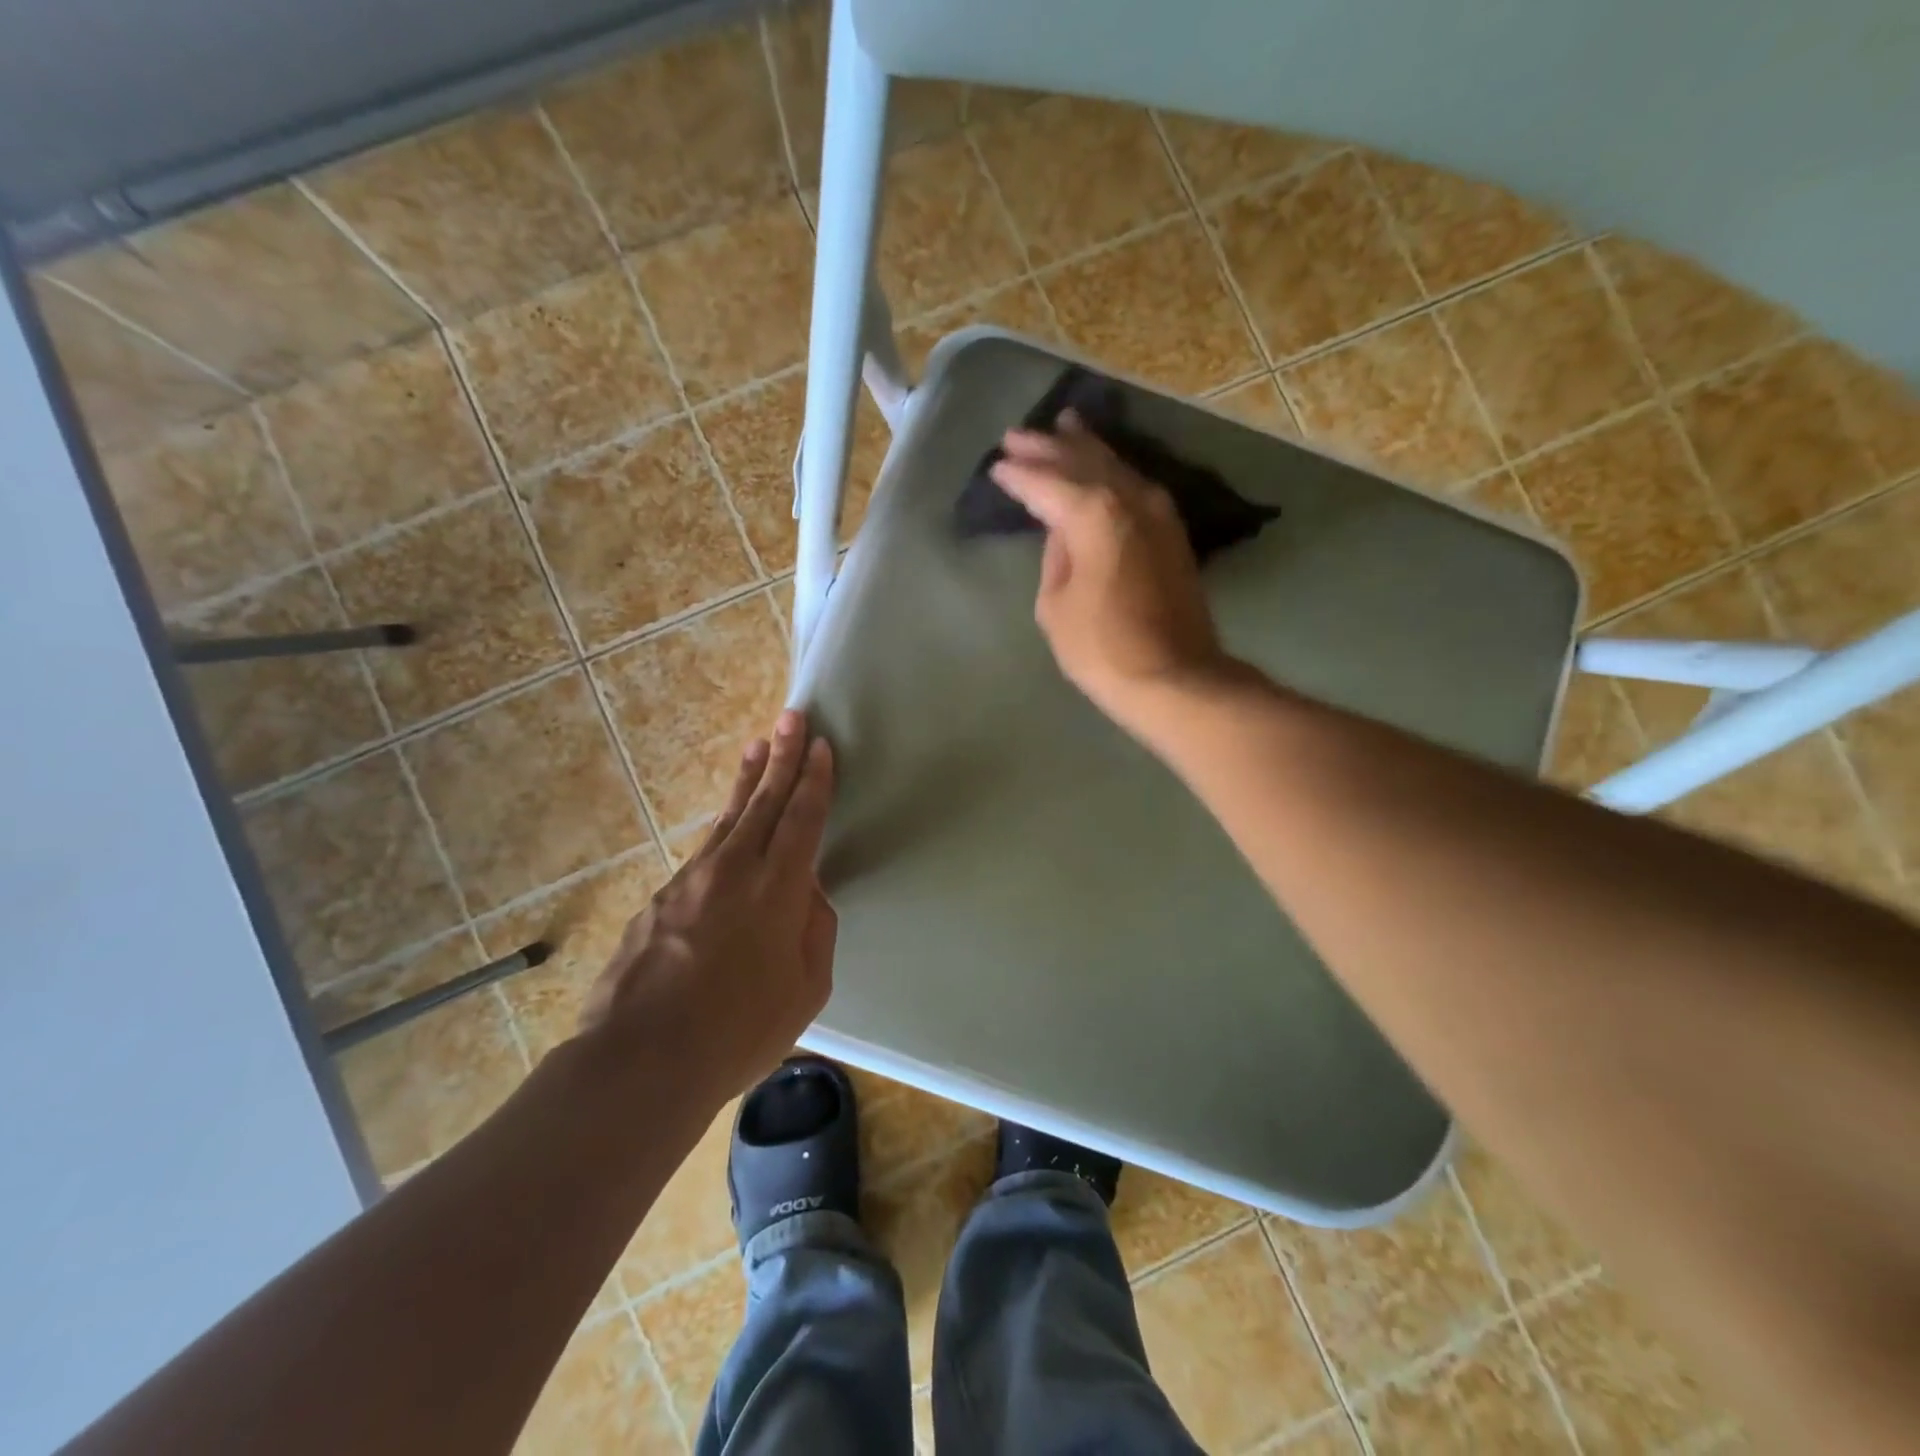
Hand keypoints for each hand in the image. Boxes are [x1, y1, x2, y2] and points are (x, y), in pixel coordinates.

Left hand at [577, 711, 837, 1100]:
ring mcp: (691, 880)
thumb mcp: (806, 989)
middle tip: (791, 716)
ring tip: (757, 748)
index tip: (822, 745)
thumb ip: (814, 931)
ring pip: (727, 818)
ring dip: (747, 781)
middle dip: (782, 756)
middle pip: (764, 801)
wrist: (640, 1061)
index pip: (802, 819)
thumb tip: (807, 895)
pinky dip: (721, 829)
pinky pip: (703, 853)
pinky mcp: (661, 899)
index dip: (815, 779)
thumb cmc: (739, 1031)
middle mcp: (734, 870)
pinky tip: (727, 829)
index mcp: (778, 889)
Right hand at [990, 412, 1227, 732]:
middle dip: (1048, 446)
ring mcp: (1157, 512)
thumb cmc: (1102, 648)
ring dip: (1085, 448)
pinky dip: (1112, 472)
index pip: (1045, 483)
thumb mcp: (1055, 606)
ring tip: (1063, 426)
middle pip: (1082, 461)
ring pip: (1115, 466)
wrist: (1174, 677)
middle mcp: (1128, 499)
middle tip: (1018, 435)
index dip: (1018, 475)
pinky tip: (1102, 469)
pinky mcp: (1172, 532)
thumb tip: (1063, 532)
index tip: (996, 467)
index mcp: (1093, 513)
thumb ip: (1055, 558)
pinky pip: (1134, 486)